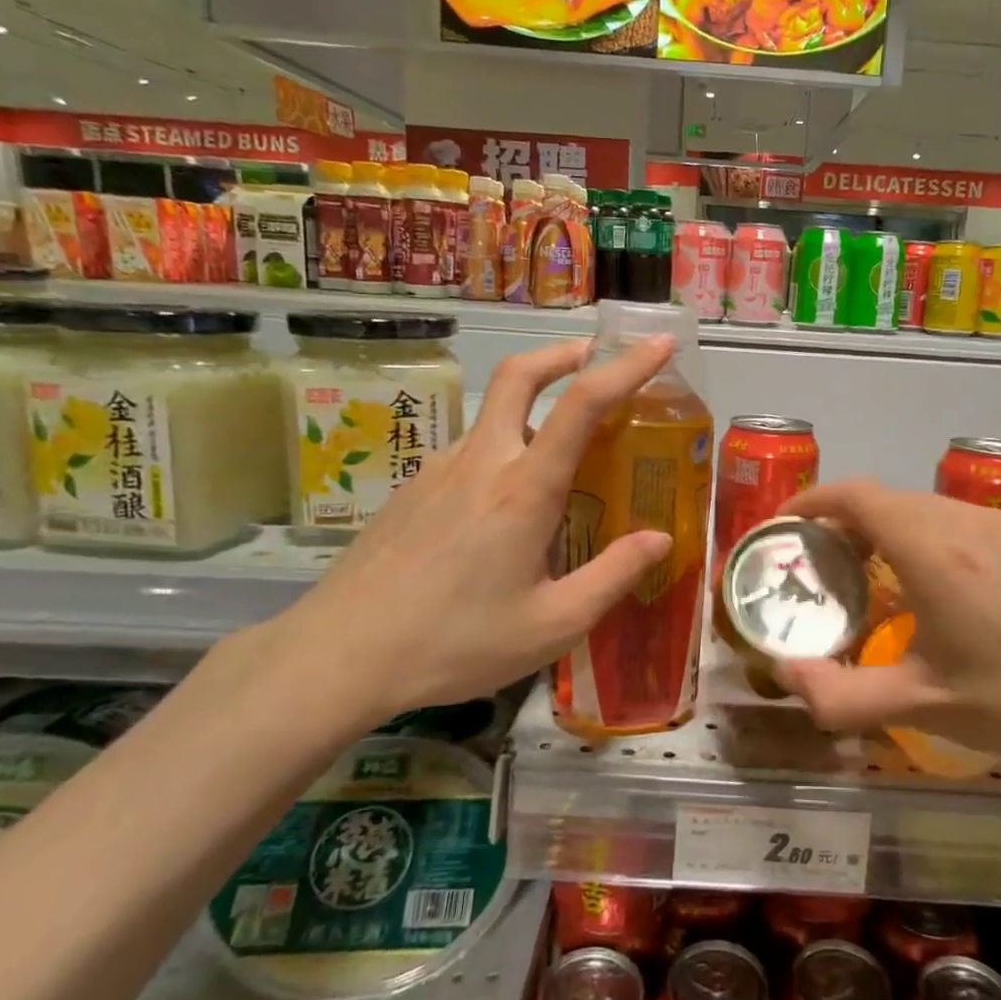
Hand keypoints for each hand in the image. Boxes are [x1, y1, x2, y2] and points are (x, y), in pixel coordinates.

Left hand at [268, 336, 675, 726]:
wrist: (339, 655)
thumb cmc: (456, 643)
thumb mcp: (552, 625)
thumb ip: (613, 577)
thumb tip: (660, 539)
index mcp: (524, 489)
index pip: (582, 404)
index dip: (627, 366)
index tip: (659, 344)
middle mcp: (481, 462)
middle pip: (518, 375)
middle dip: (562, 353)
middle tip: (594, 356)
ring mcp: (438, 470)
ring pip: (492, 417)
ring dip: (531, 410)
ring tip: (560, 459)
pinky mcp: (412, 489)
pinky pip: (468, 454)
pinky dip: (500, 453)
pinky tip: (501, 512)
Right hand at [773, 479, 1000, 766]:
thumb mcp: (925, 706)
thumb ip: (841, 697)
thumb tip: (785, 677)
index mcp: (930, 549)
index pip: (855, 495)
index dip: (812, 500)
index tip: (786, 525)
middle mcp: (962, 521)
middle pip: (885, 498)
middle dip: (842, 521)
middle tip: (821, 566)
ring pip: (922, 508)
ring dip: (885, 529)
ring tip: (872, 577)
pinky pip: (957, 521)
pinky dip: (923, 536)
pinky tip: (936, 588)